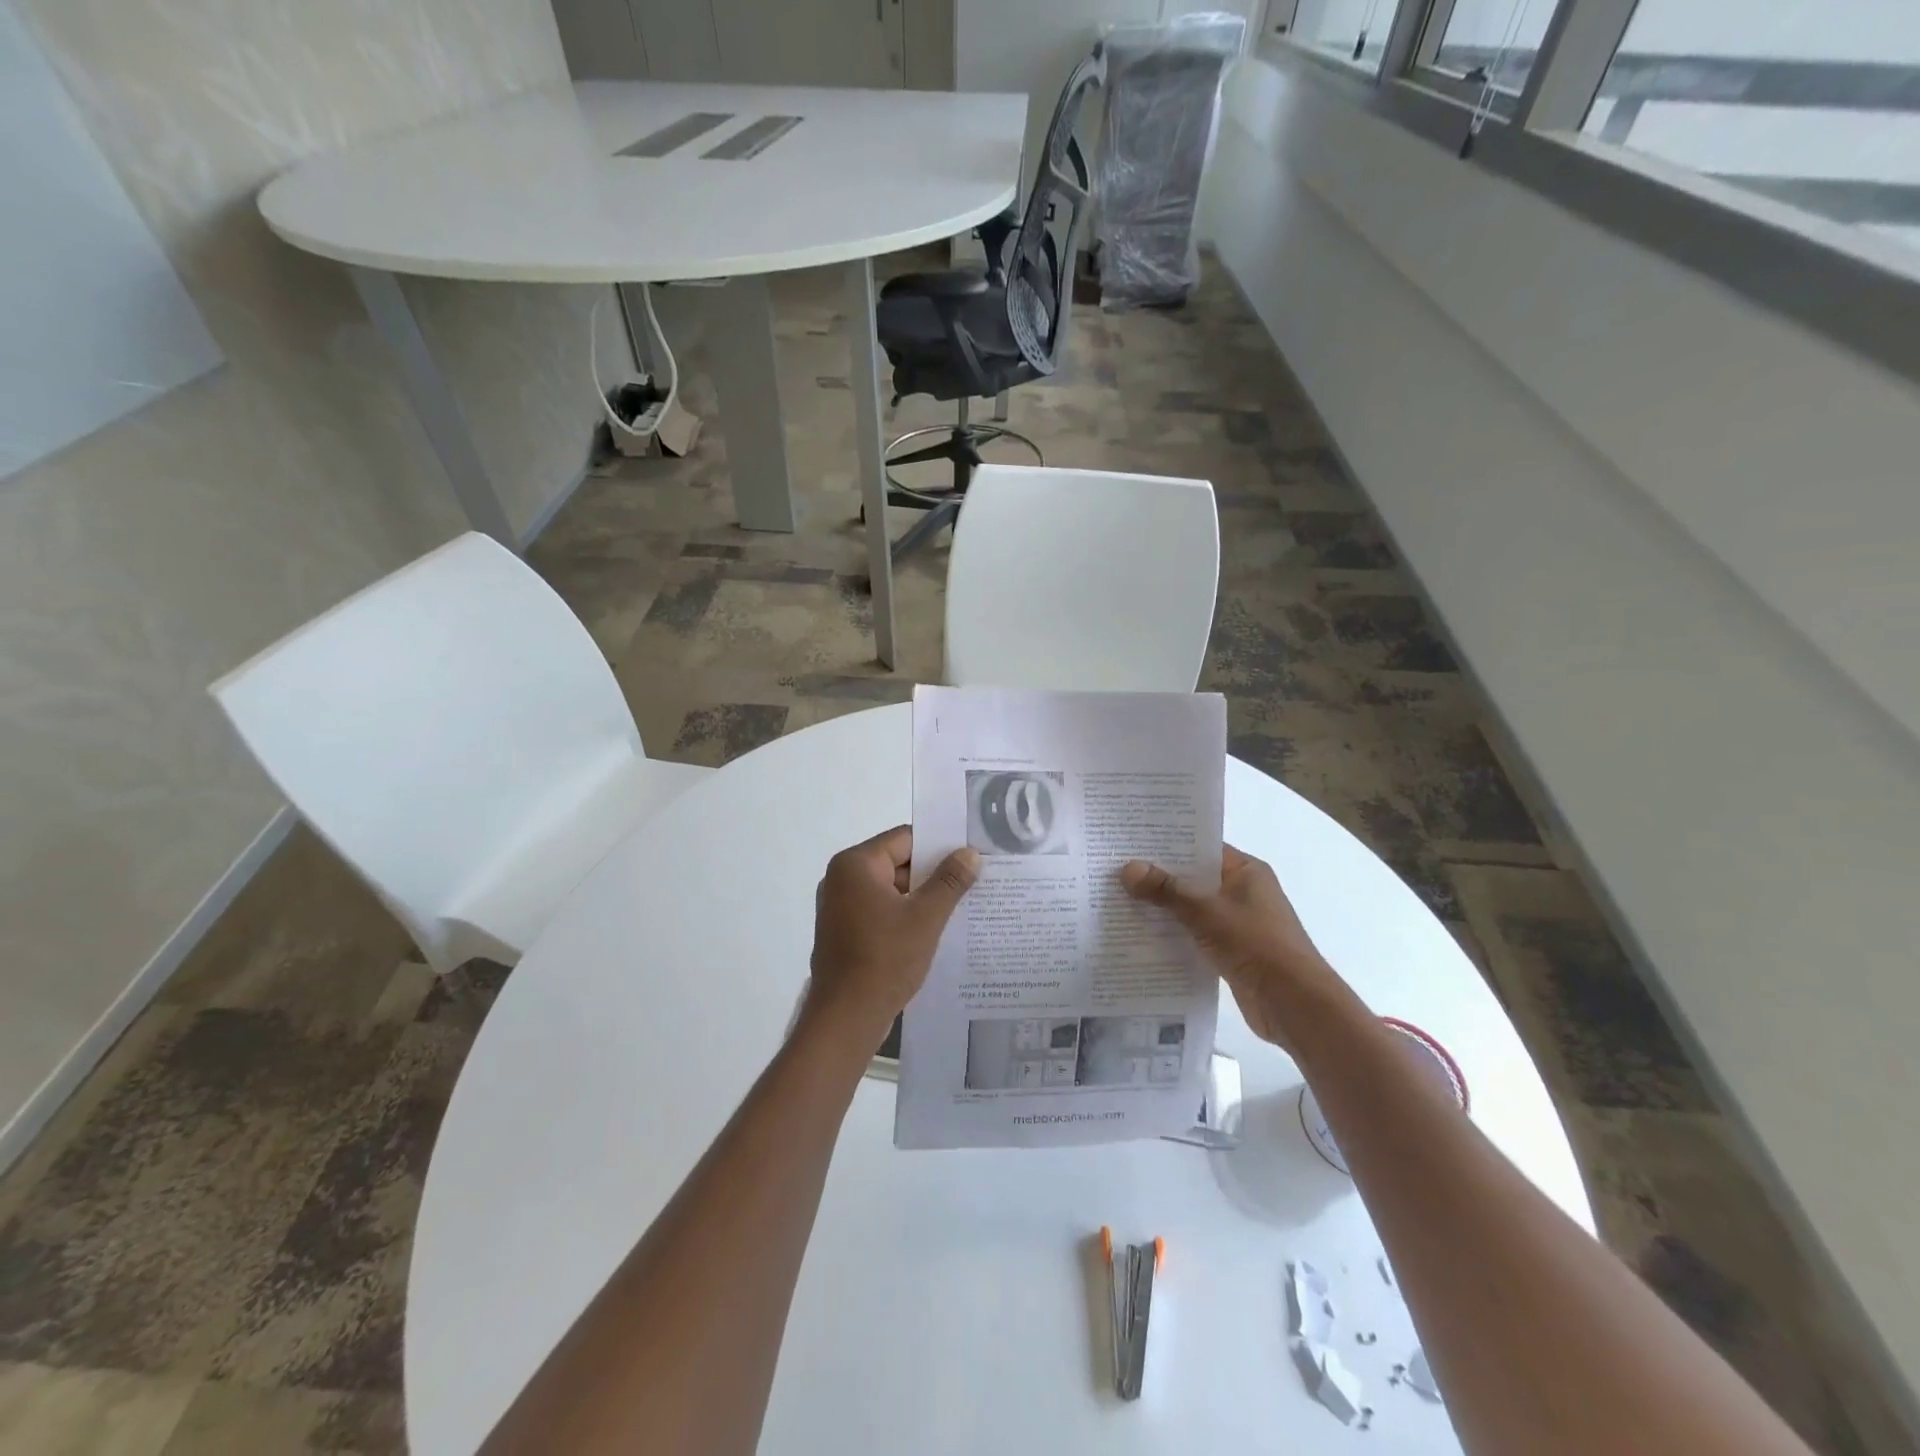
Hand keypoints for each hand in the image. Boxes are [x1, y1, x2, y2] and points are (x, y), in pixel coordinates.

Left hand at [808, 826, 979, 1043]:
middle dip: (933, 873)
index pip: (905, 839)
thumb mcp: (926, 917)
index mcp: (856, 864)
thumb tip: (970, 853)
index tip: (970, 855)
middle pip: (897, 862)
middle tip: (972, 880)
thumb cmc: (885, 959)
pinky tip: (932, 930)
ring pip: (890, 889)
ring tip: (960, 905)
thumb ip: (950, 880)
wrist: (845, 1018)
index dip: (940, 845)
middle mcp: (841, 878)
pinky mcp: (842, 932)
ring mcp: (839, 907)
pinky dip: (903, 916)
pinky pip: (879, 911)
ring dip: (920, 897)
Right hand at [1120, 845, 1332, 1047]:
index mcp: (1246, 871)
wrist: (1293, 1004)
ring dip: (1163, 908)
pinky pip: (1195, 934)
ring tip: (1119, 900)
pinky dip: (1173, 934)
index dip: (1168, 843)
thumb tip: (1127, 868)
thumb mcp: (1205, 911)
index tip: (1131, 841)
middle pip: (1194, 878)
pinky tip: (1140, 935)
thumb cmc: (1256, 944)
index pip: (1202, 847)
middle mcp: (1243, 892)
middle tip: (1115, 870)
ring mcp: (1238, 923)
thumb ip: (1166, 890)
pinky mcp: (1231, 951)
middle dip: (1158, 877)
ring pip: (1192, 908)